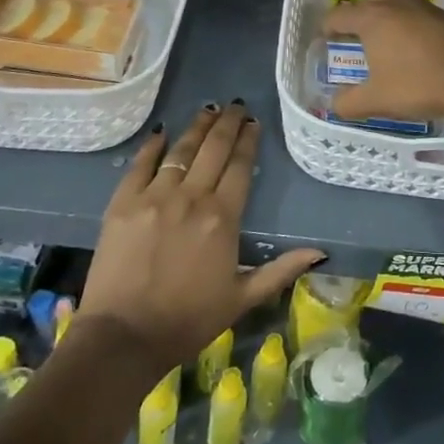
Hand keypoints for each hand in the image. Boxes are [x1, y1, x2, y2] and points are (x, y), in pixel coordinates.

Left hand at [78, 103, 324, 371]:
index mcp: (222, 217)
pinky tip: (162, 132)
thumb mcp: (242, 298)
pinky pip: (140, 164)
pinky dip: (153, 145)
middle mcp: (192, 197)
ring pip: (181, 150)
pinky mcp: (123, 203)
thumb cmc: (188, 320)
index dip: (248, 141)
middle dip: (227, 123)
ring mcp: (154, 196)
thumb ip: (281, 270)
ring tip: (208, 109)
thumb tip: (321, 252)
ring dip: (197, 126)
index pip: (240, 166)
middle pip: (214, 149)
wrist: (123, 338)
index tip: (254, 123)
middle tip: (236, 105)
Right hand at [323, 0, 443, 125]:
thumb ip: (349, 103)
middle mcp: (395, 4)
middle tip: (358, 28)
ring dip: (389, 1)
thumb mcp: (377, 100)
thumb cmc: (419, 85)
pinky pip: (421, 5)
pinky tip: (417, 36)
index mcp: (372, 19)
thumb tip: (333, 104)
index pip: (340, 14)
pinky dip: (412, 14)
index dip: (328, 25)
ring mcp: (424, 6)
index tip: (325, 37)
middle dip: (360, 5)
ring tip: (387, 24)